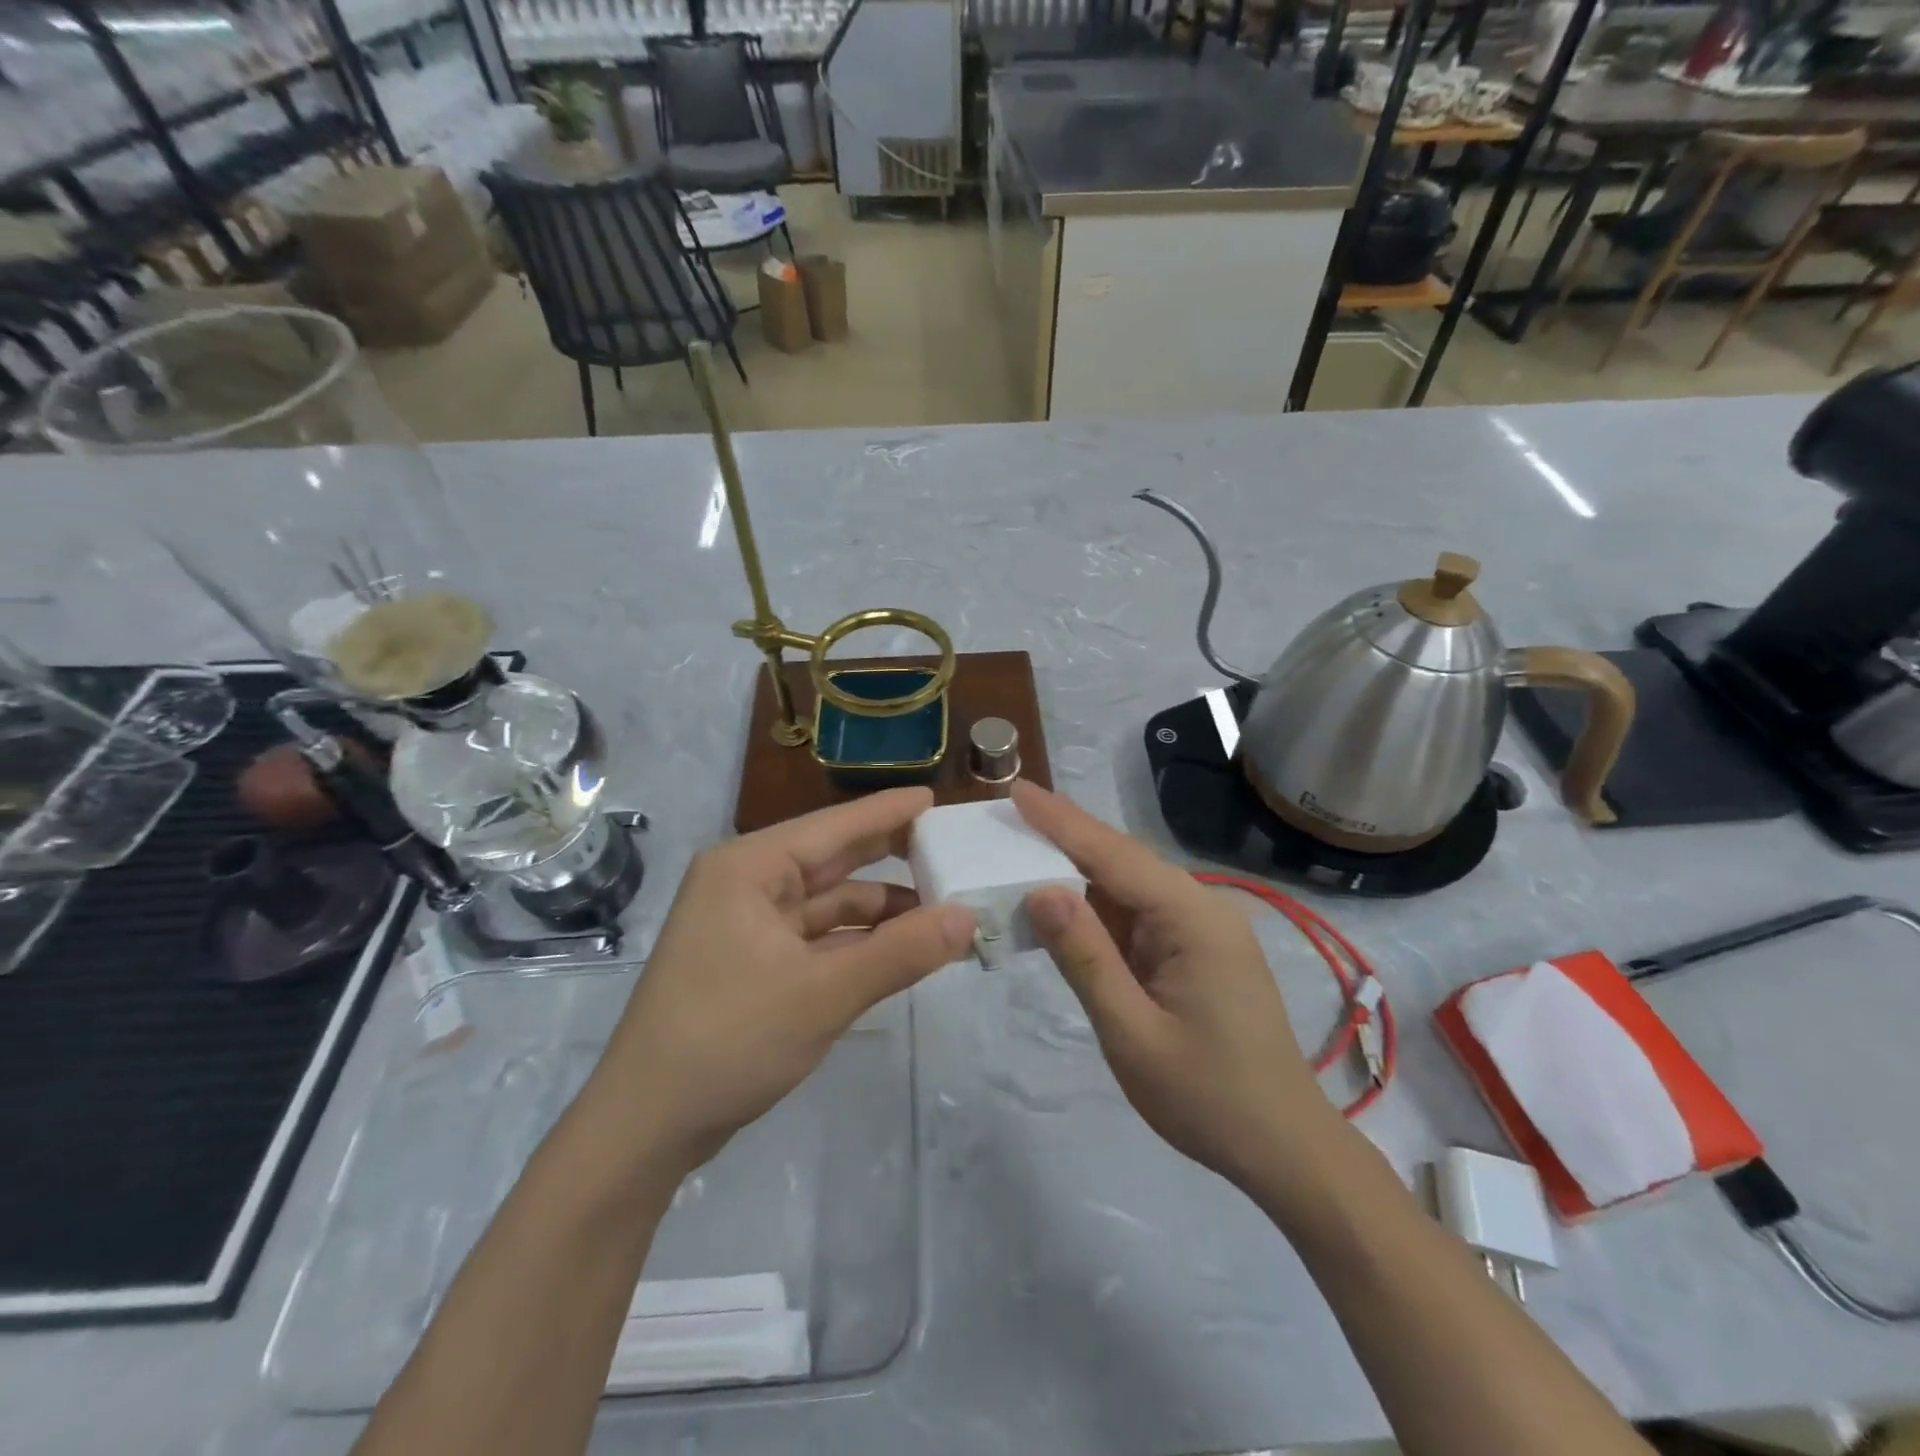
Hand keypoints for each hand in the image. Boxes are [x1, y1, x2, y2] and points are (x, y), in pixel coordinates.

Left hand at [591, 788, 974, 1175]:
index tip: (935, 798)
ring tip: (943, 911)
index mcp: (749, 868)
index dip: (888, 812)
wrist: (646, 1127)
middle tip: (950, 850)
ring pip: (829, 905)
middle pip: (832, 860)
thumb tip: (968, 917)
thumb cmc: (729, 1039)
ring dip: (882, 912)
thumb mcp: (824, 994)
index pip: (833, 827)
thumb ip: (900, 952)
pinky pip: (818, 939)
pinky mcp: (754, 964)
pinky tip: (901, 949)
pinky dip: (859, 943)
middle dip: (890, 858)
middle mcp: (747, 885)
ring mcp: (748, 926)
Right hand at [1013, 782, 1337, 1190]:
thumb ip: (1086, 957)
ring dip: (1079, 874)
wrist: (1285, 1149)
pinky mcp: (1199, 950)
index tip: (1017, 790)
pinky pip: (1141, 916)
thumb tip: (1042, 891)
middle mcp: (1202, 908)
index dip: (1061, 822)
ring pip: (1130, 887)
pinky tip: (1065, 907)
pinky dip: (1099, 910)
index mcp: (1193, 918)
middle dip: (1065, 837)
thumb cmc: (1207, 1097)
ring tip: (1023, 852)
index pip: (1114, 855)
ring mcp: (1204, 928)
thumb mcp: (1132, 1032)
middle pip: (1123, 860)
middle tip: (1010, 814)